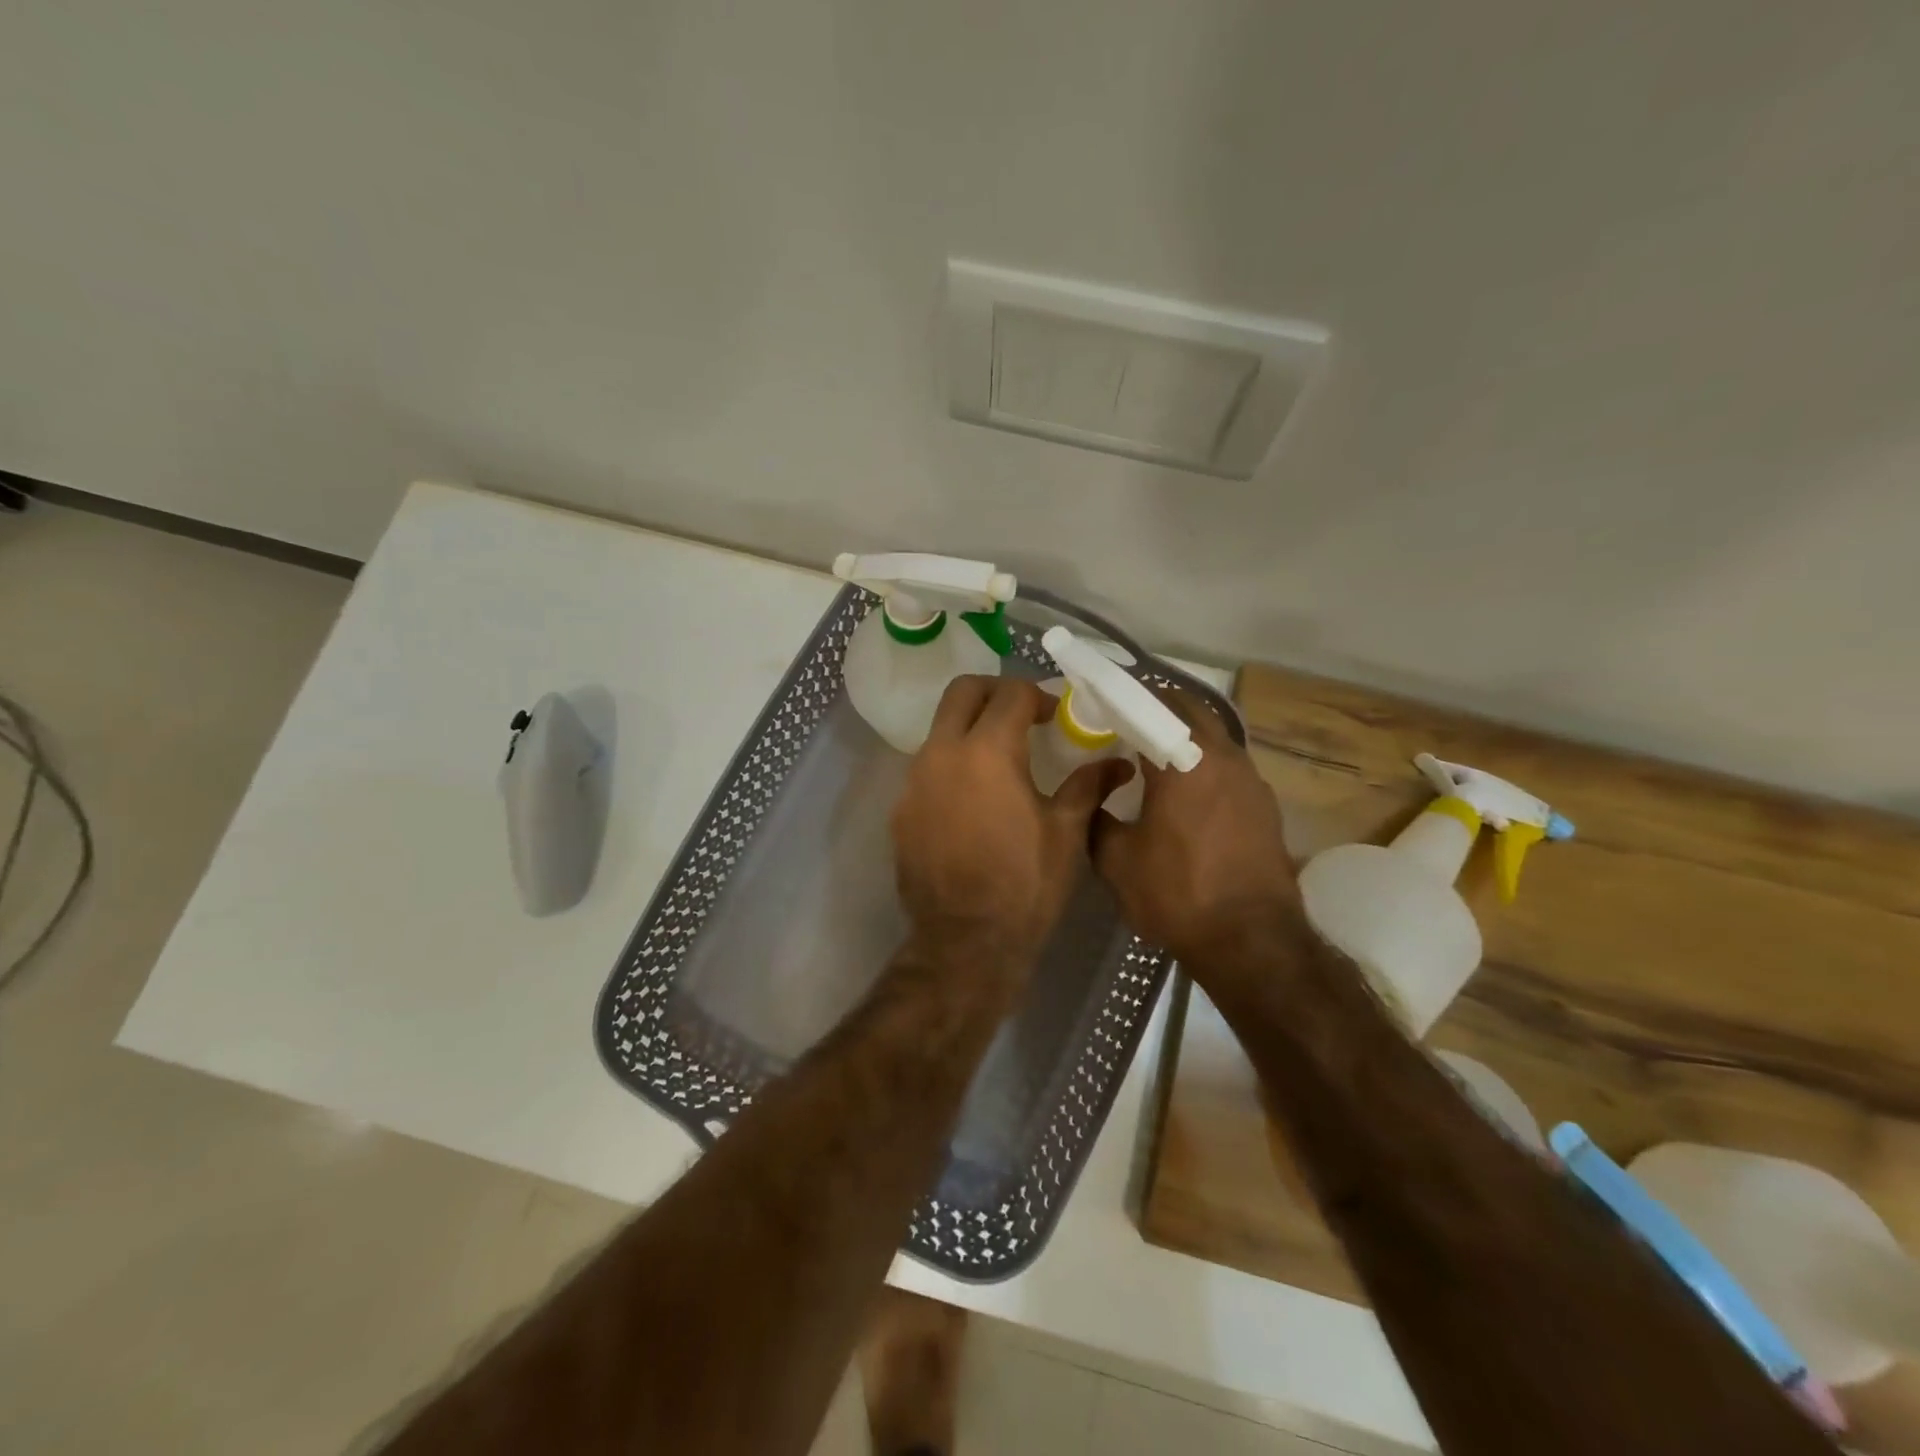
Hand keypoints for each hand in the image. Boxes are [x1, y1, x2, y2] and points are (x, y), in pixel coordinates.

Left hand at [892, 676, 1128, 990]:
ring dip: (969, 729)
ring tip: (999, 760)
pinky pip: (926, 768)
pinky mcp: (900, 810)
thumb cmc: (1025, 885)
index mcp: (987, 752)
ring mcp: (914, 782)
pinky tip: (973, 799)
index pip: (1010, 694)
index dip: (1037, 696)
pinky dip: (951, 765)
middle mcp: (942, 754)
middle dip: (994, 692)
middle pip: (961, 692)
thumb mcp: (1066, 833)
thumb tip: (1117, 763)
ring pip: (939, 729)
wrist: (965, 943)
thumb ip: (1087, 786)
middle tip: (1021, 716)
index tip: (1054, 715)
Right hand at [1090, 691, 1300, 984]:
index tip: (1100, 706)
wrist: (1253, 942)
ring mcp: (1251, 780)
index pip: (1150, 706)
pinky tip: (1186, 793)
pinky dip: (1204, 764)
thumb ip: (1096, 819)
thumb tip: (1092, 797)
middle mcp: (1223, 757)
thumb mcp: (1117, 860)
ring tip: (1153, 757)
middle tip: (1126, 724)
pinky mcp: (1265, 805)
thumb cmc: (1178, 894)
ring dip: (1185, 736)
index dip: (1122, 700)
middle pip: (1190, 710)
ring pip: (1214, 737)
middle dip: (1157, 709)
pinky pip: (1228, 766)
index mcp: (1184, 760)